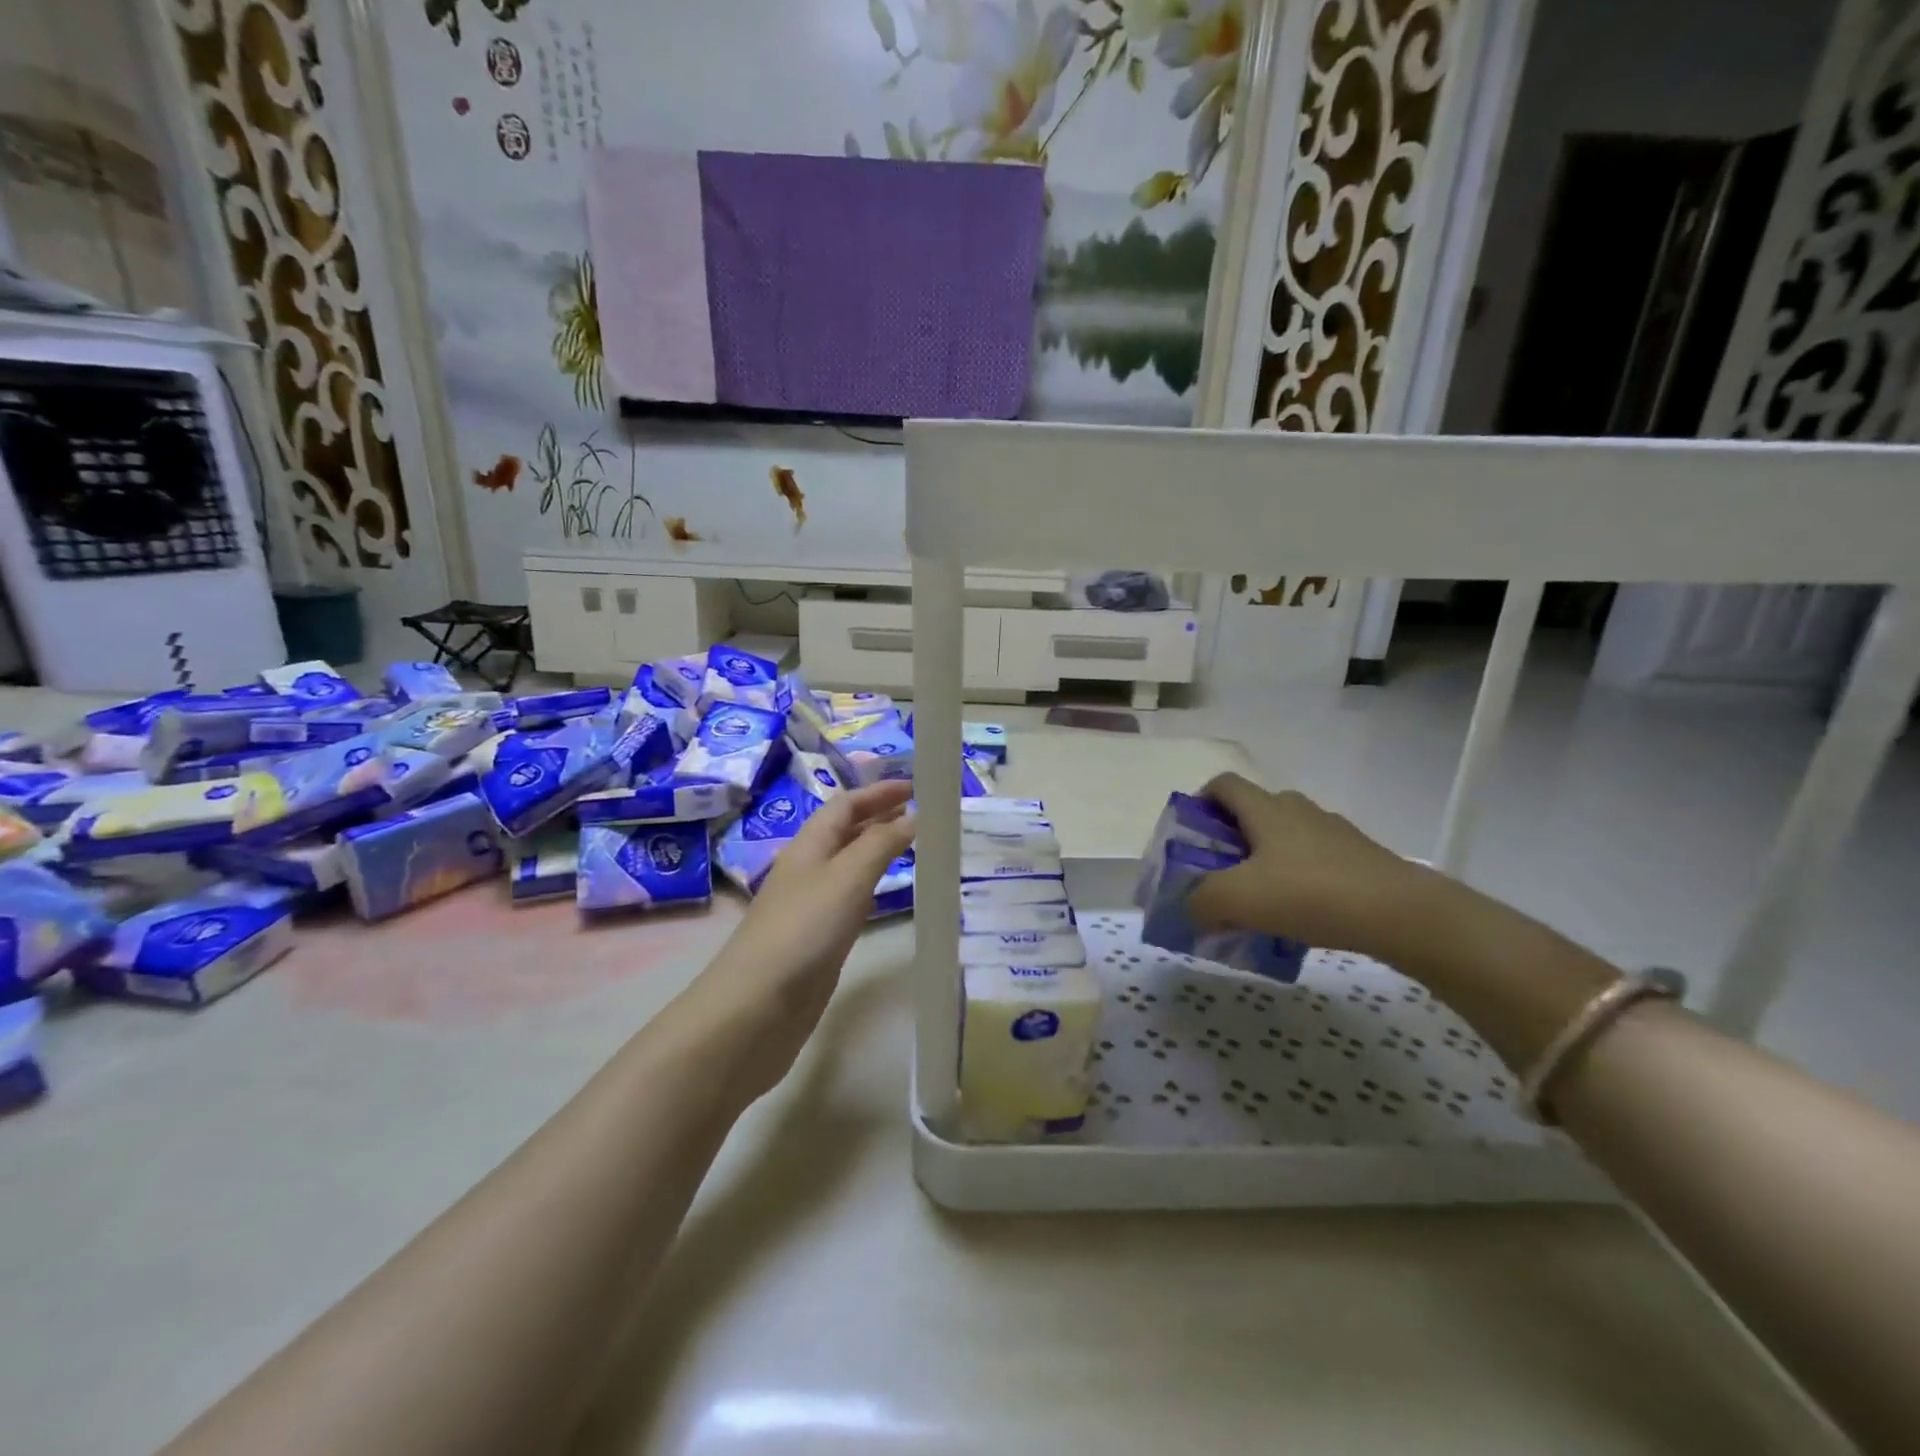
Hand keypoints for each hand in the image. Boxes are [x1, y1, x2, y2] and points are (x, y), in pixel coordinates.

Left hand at [687, 781, 916, 1104]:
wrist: (757, 1007)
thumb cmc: (803, 930)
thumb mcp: (847, 877)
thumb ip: (881, 844)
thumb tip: (912, 814)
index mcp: (809, 846)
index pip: (845, 805)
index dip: (878, 792)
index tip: (916, 787)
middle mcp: (808, 869)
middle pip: (845, 831)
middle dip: (879, 815)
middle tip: (920, 812)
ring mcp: (811, 905)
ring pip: (848, 864)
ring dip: (877, 848)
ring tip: (912, 845)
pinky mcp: (818, 939)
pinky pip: (850, 897)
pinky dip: (872, 884)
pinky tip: (886, 893)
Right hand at [1183, 774, 1419, 955]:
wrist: (1401, 914)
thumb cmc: (1309, 893)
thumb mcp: (1237, 900)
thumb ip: (1200, 901)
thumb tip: (1188, 908)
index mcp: (1266, 808)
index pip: (1223, 785)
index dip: (1200, 801)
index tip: (1190, 834)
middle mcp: (1298, 810)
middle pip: (1254, 812)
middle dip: (1231, 839)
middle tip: (1219, 874)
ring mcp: (1333, 833)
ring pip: (1286, 838)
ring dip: (1265, 861)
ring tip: (1258, 901)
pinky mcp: (1359, 859)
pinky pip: (1315, 862)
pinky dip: (1298, 880)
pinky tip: (1298, 916)